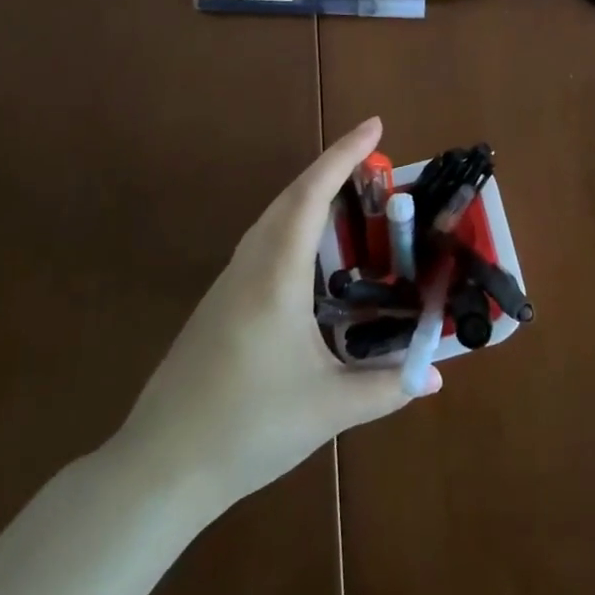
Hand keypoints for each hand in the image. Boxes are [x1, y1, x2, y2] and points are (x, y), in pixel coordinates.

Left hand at [108, 117, 437, 511]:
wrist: (159, 468)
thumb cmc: (248, 429)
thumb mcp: (329, 410)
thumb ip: (387, 388)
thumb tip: (435, 378)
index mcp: (276, 277)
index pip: (312, 196)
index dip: (344, 156)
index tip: (375, 126)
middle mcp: (250, 267)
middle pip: (290, 196)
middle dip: (331, 167)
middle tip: (374, 157)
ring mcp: (228, 284)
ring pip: (272, 218)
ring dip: (310, 195)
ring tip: (350, 196)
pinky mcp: (218, 304)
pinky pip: (262, 242)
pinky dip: (293, 224)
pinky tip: (311, 253)